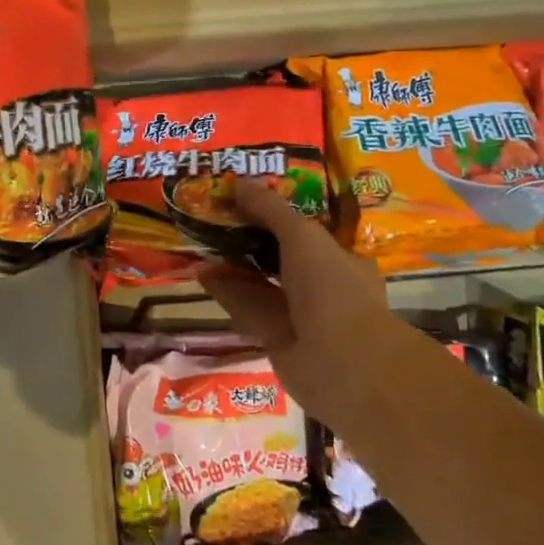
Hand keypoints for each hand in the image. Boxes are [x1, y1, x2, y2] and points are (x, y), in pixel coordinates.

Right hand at [202, 178, 414, 441]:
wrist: (342, 363)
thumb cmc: (332, 287)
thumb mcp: (302, 235)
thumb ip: (269, 208)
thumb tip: (238, 182)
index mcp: (342, 259)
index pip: (309, 230)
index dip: (279, 212)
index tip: (249, 196)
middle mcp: (324, 286)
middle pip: (282, 255)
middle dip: (251, 236)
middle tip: (218, 214)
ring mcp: (301, 315)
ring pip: (262, 282)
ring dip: (234, 262)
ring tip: (201, 237)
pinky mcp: (276, 339)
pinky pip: (248, 307)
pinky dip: (226, 290)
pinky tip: (201, 271)